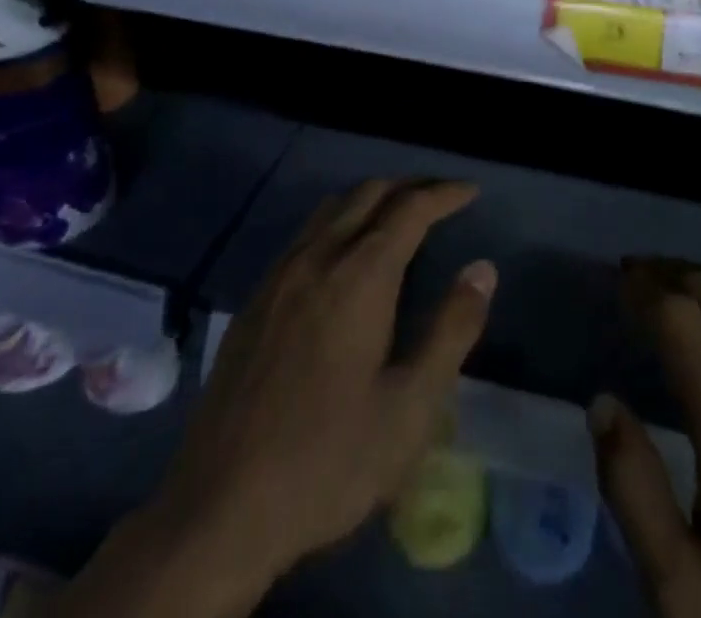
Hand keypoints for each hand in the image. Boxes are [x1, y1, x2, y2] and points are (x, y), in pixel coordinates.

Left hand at [56, 179, 494, 617]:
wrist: (218, 513)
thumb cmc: (329, 461)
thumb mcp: (410, 407)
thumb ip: (452, 330)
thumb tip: (483, 269)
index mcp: (360, 276)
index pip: (410, 209)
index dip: (445, 194)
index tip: (471, 191)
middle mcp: (318, 258)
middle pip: (368, 193)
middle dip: (410, 186)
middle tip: (442, 198)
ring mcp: (278, 277)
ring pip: (331, 209)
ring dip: (371, 199)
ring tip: (399, 217)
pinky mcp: (253, 302)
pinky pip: (304, 236)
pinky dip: (338, 222)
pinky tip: (344, 258)